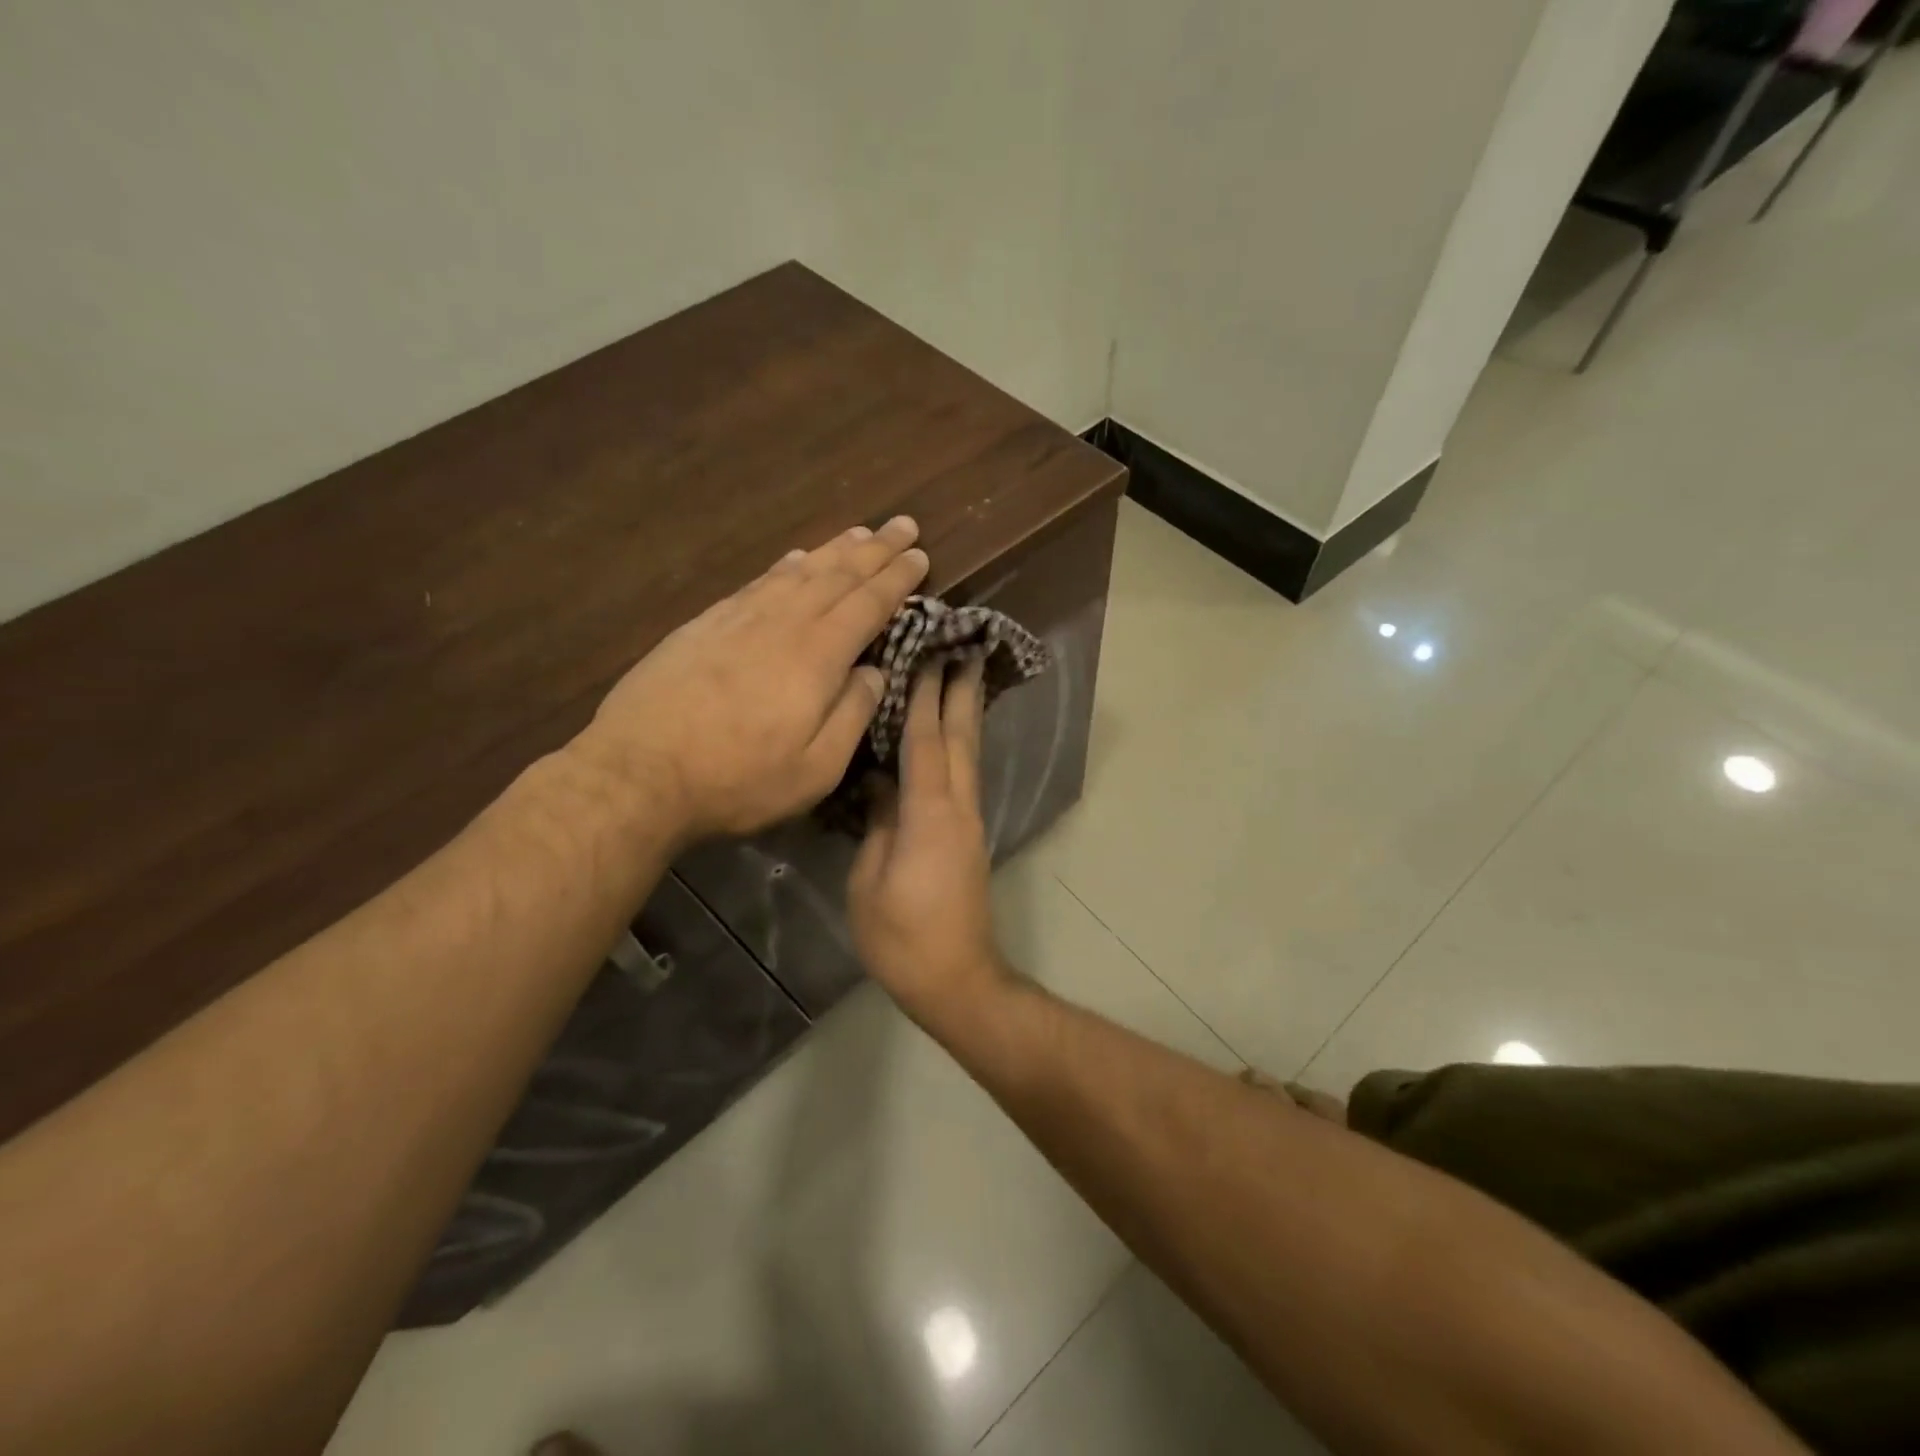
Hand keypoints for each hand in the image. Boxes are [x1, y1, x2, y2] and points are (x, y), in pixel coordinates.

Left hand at [568, 516, 928, 841]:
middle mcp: (783, 623)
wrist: (639, 772)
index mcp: (817, 657)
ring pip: (798, 572)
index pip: (868, 604)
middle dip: (876, 549)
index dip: (897, 579)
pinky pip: (758, 582)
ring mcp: (740, 619)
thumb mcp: (815, 768)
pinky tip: (794, 559)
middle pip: (837, 576)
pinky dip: (783, 566)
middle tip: (904, 525)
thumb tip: (874, 673)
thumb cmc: (738, 779)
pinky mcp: (706, 625)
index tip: (920, 555)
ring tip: (859, 532)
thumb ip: (853, 715)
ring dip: (834, 550)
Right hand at [848, 661, 1009, 1026]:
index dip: (926, 696)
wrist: (956, 979)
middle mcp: (958, 808)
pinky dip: (960, 745)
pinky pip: (964, 776)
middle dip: (961, 692)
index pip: (927, 742)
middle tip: (963, 649)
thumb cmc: (903, 938)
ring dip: (966, 714)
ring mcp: (969, 822)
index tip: (927, 654)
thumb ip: (877, 827)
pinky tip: (951, 736)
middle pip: (962, 739)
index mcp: (930, 815)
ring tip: (962, 677)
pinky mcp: (968, 836)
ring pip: (969, 755)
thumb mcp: (870, 883)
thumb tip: (881, 786)